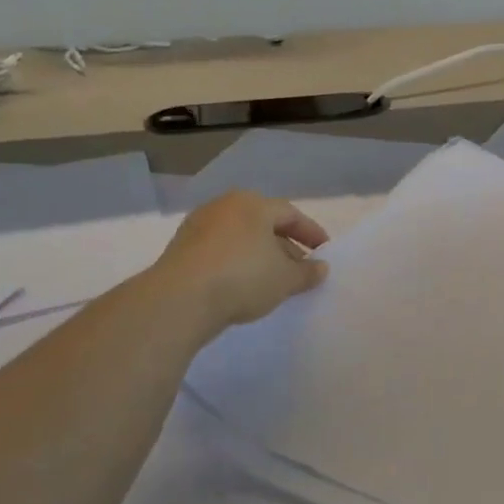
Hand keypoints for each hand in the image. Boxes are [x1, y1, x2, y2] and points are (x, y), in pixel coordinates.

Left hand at [153, 191, 329, 334]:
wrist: (179, 300)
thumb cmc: (243, 277)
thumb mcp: (286, 279)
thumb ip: (307, 272)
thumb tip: (321, 268)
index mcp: (253, 204)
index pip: (291, 214)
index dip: (311, 233)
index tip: (324, 252)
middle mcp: (224, 207)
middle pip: (264, 224)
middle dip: (285, 246)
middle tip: (300, 269)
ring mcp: (198, 227)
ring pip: (240, 238)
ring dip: (260, 257)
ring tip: (273, 281)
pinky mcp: (180, 250)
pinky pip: (219, 252)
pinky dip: (236, 264)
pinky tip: (244, 286)